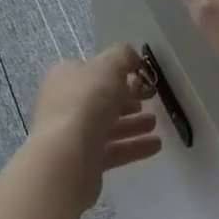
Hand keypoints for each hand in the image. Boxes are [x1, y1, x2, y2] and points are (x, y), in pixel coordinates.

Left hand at [27, 43, 162, 209]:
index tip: (140, 78)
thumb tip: (132, 58)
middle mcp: (63, 104)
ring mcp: (70, 134)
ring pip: (106, 126)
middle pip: (99, 99)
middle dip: (126, 99)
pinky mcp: (81, 161)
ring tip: (154, 124)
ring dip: (132, 124)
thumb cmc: (87, 101)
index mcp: (64, 77)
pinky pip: (111, 150)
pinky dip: (133, 147)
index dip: (116, 73)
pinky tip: (156, 146)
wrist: (68, 155)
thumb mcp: (109, 66)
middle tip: (148, 100)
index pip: (91, 71)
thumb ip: (123, 56)